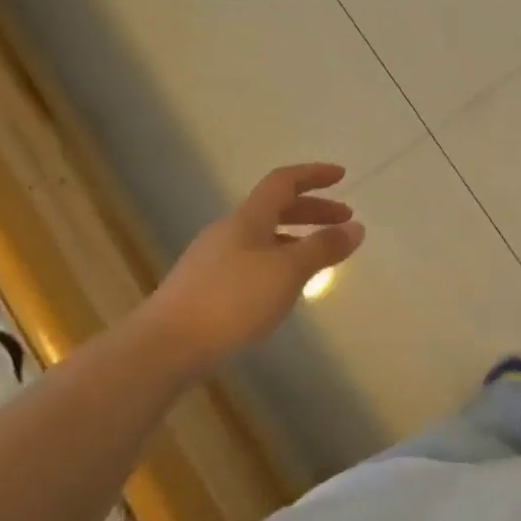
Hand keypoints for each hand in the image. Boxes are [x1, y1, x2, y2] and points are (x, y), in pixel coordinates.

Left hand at [136, 163, 364, 375]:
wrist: (165, 346)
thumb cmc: (232, 301)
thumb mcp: (288, 272)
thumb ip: (323, 248)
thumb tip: (355, 227)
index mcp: (248, 219)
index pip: (283, 182)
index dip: (313, 174)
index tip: (342, 176)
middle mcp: (229, 231)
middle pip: (275, 208)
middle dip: (313, 210)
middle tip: (344, 221)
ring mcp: (213, 259)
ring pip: (264, 236)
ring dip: (297, 238)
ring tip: (321, 257)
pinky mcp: (206, 287)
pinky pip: (252, 260)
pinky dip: (279, 261)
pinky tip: (285, 288)